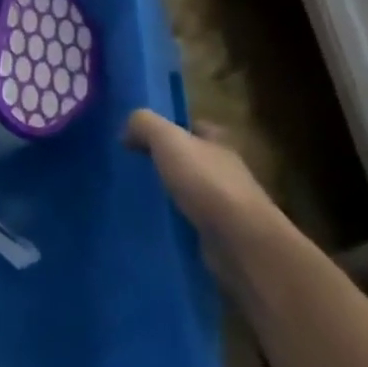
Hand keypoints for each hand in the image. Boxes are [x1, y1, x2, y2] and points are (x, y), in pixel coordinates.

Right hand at [124, 108, 287, 255]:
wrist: (240, 241)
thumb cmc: (206, 182)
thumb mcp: (168, 140)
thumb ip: (145, 125)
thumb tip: (127, 130)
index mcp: (219, 143)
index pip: (195, 127)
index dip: (171, 128)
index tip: (141, 136)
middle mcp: (225, 170)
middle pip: (191, 160)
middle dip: (165, 162)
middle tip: (131, 166)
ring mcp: (225, 205)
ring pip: (188, 191)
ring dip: (166, 193)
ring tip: (133, 195)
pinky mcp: (219, 234)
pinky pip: (188, 220)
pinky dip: (171, 220)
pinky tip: (148, 222)